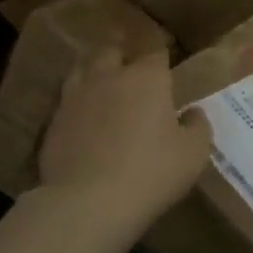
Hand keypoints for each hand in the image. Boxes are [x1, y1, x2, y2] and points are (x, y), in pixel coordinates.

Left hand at [37, 48, 212, 237]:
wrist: (87, 202)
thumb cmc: (150, 173)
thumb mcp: (192, 155)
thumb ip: (198, 127)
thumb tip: (193, 112)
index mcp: (146, 78)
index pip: (155, 50)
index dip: (161, 51)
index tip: (165, 56)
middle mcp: (109, 76)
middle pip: (113, 50)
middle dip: (123, 54)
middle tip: (131, 66)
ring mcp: (77, 96)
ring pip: (84, 68)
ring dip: (95, 72)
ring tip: (102, 83)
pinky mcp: (54, 120)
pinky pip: (67, 100)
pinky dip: (77, 102)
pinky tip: (82, 117)